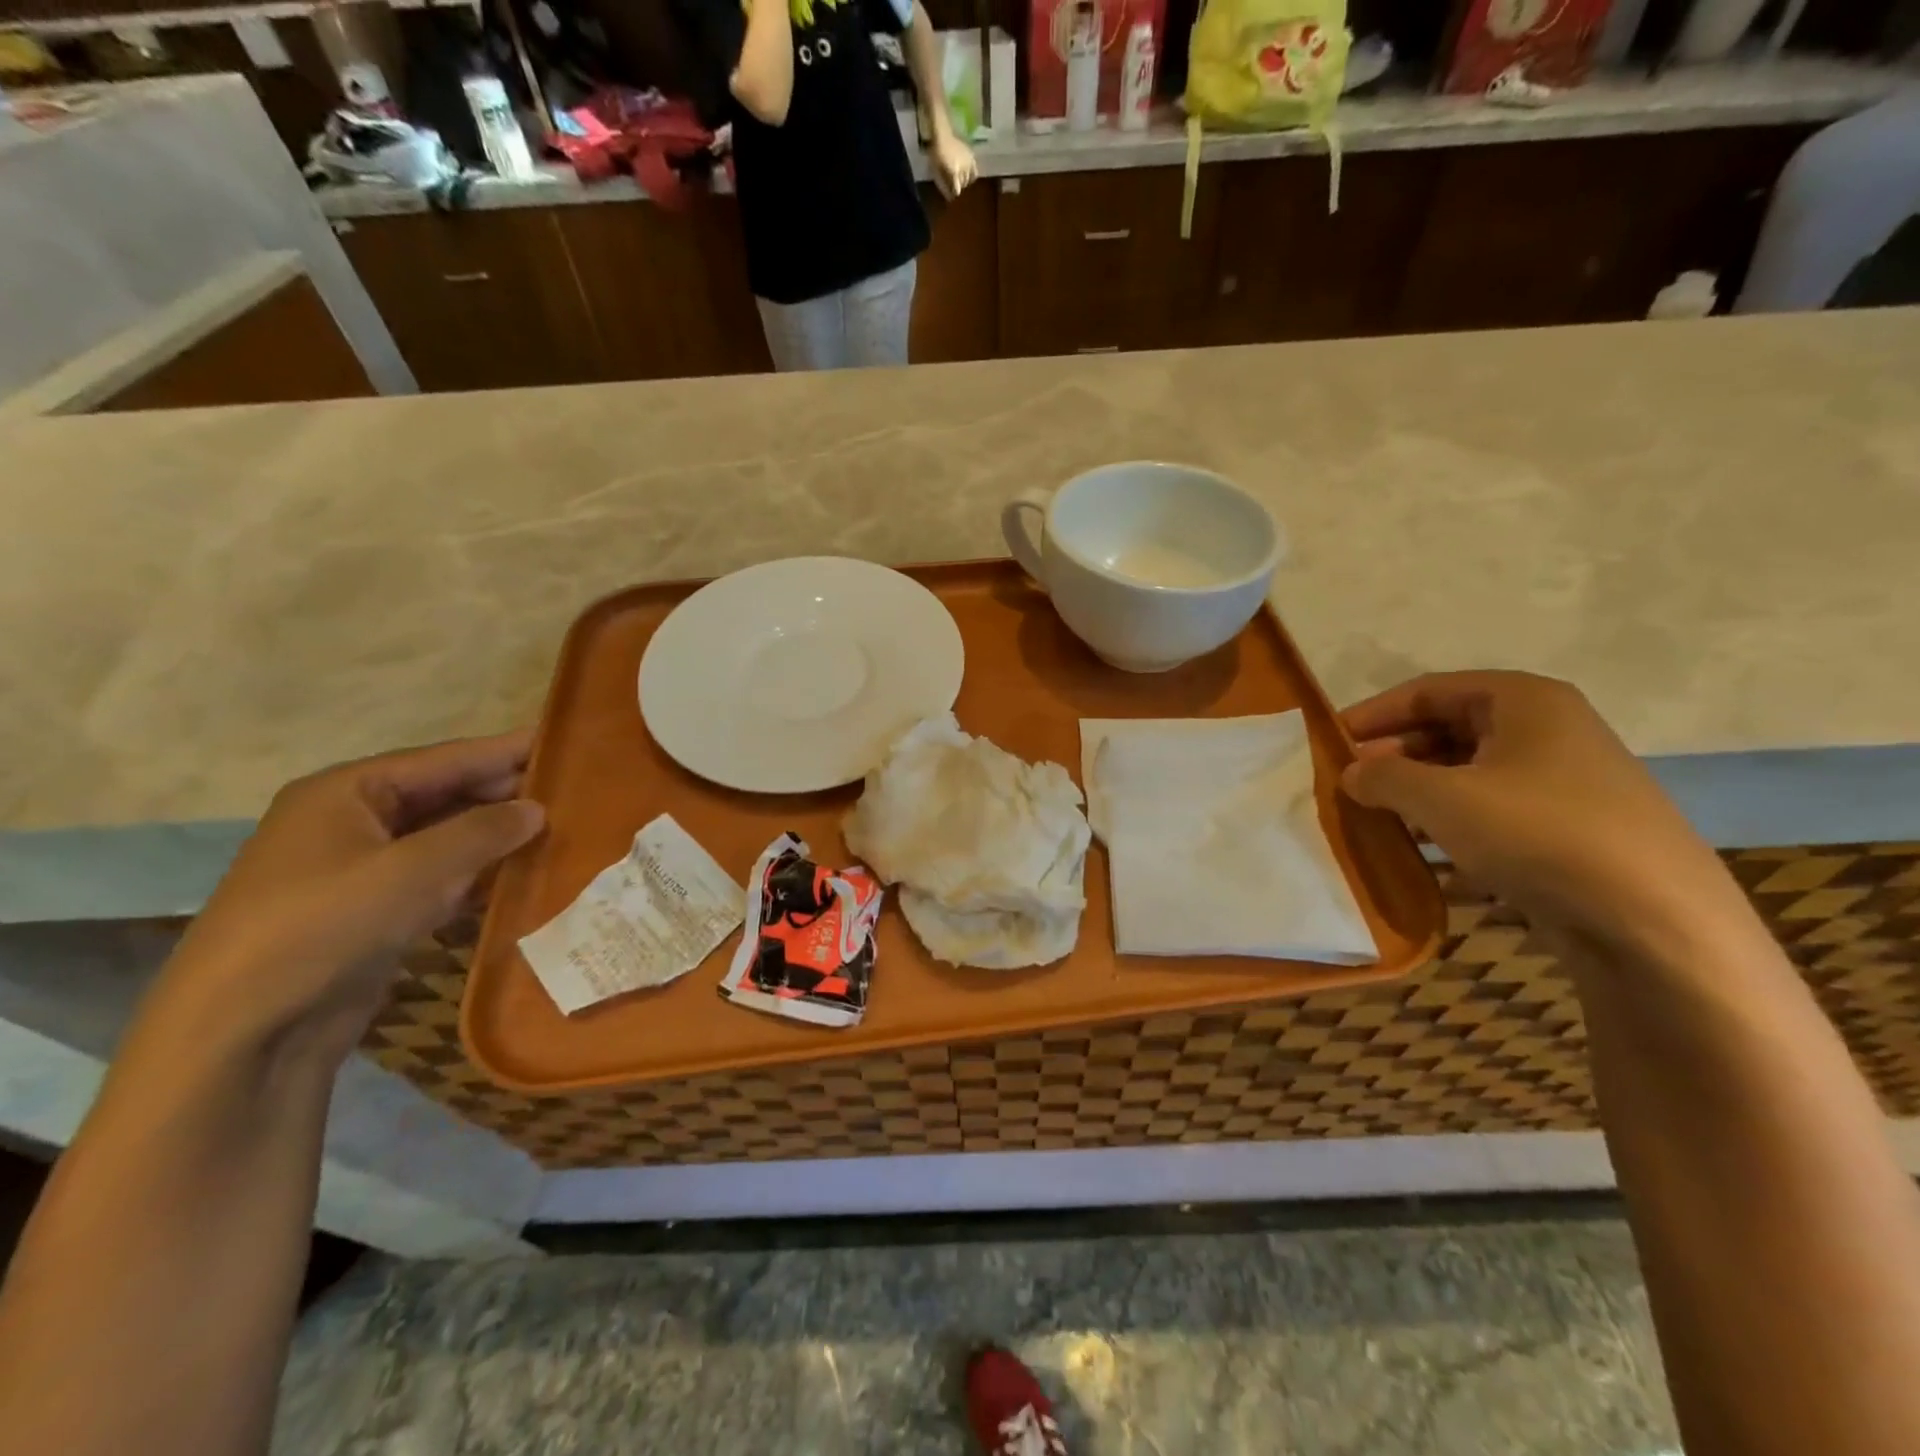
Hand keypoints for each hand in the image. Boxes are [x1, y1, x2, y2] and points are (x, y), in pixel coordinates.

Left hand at [152, 733, 544, 1065]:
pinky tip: (520, 879)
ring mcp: (361, 869)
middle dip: (504, 797)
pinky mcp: (373, 912)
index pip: (444, 759)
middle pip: (445, 796)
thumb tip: (538, 808)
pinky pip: (438, 879)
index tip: (563, 743)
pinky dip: (477, 877)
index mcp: (347, 792)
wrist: (244, 1030)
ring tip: (560, 833)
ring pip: (445, 840)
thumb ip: (483, 832)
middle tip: (573, 794)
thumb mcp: (414, 870)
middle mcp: (352, 821)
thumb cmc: (325, 925)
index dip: (505, 752)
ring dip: (495, 839)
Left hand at [929, 128, 976, 198]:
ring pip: (968, 179)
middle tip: (953, 184)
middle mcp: (963, 169)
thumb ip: (943, 185)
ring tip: (959, 179)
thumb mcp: (936, 171)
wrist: (942, 134)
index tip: (950, 193)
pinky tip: (968, 176)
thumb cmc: (937, 153)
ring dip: (964, 181)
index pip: (957, 190)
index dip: (953, 193)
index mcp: (954, 172)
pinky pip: (975, 172)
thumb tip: (949, 198)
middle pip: (963, 185)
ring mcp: (969, 162)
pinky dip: (972, 176)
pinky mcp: (972, 157)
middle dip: (958, 186)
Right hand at [1340, 672, 1739, 950]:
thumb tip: (1351, 774)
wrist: (1655, 922)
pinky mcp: (1570, 827)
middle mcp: (1548, 729)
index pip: (1427, 691)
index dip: (1373, 714)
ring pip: (1469, 772)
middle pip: (1448, 728)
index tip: (1329, 742)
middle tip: (1350, 784)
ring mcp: (1564, 780)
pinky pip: (1493, 809)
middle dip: (1394, 755)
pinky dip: (1451, 821)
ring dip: (1418, 791)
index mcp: (1524, 701)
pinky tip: (1423, 850)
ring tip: (1376, 817)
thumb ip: (1383, 777)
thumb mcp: (1441, 798)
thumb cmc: (1538, 833)